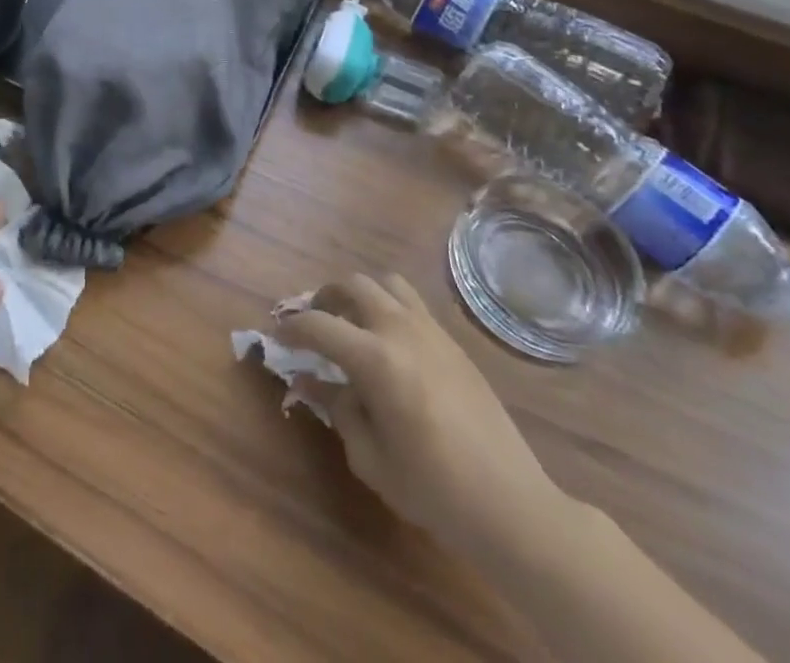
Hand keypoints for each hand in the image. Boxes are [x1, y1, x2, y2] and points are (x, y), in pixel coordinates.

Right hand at [279, 273, 563, 556]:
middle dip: (324, 297)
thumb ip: (337, 409)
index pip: (318, 325)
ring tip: (352, 321)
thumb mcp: (370, 458)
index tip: (278, 336)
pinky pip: (412, 304)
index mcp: (375, 359)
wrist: (512, 506)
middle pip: (353, 284)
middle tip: (314, 322)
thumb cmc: (434, 490)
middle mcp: (401, 330)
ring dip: (361, 294)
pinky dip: (389, 307)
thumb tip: (313, 380)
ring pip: (386, 283)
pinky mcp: (453, 343)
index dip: (291, 328)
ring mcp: (432, 331)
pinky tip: (389, 343)